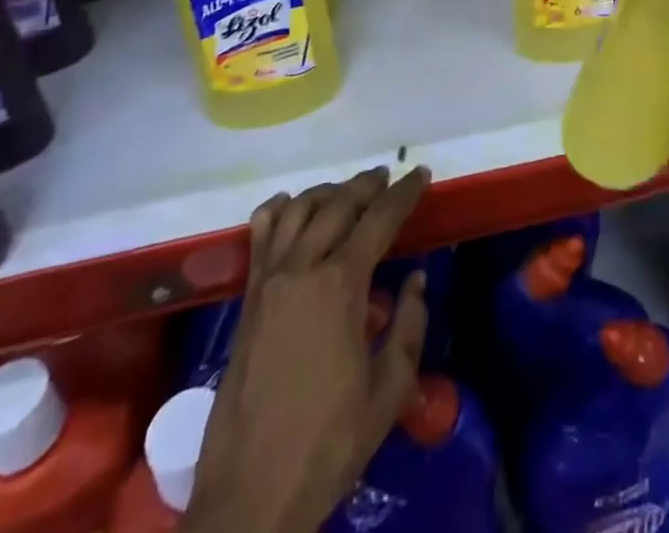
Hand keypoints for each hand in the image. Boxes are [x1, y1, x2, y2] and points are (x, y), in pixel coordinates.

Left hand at [186, 167, 429, 532]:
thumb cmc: (328, 443)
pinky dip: (276, 211)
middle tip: (388, 177)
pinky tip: (288, 205)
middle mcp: (302, 268)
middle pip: (338, 205)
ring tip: (348, 190)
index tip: (421, 173)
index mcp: (341, 285)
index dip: (404, 192)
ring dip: (327, 192)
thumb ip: (408, 327)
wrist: (251, 494)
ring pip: (298, 211)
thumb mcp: (388, 392)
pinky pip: (259, 237)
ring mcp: (269, 281)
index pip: (379, 219)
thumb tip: (417, 280)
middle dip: (367, 185)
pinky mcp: (247, 300)